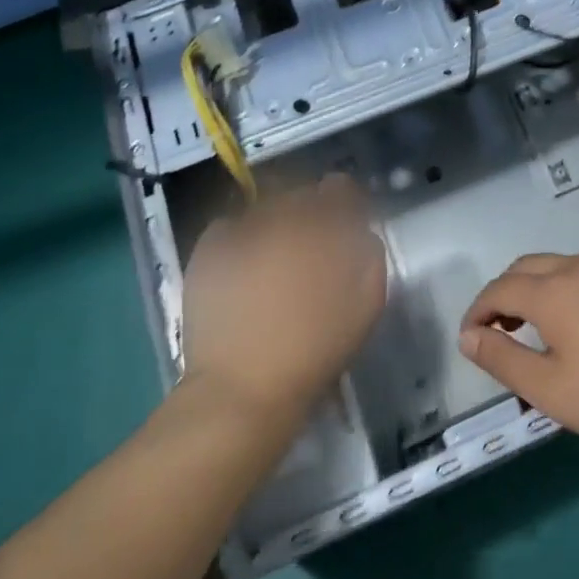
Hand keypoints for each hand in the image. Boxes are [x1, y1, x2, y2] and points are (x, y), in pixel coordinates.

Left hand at [180, 176, 386, 425]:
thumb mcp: (366, 306)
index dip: (346, 201)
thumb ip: (370, 257)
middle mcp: (281, 221)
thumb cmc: (315, 351)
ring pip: (265, 209)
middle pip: (301, 196)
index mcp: (323, 230)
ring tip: (276, 254)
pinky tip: (245, 261)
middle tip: (313, 243)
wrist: (243, 390)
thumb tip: (361, 235)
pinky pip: (230, 227)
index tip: (348, 221)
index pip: (339, 189)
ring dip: (277, 222)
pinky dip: (240, 235)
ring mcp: (241, 234)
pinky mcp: (208, 252)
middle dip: (311, 211)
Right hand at [458, 253, 578, 451]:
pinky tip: (578, 323)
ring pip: (557, 265)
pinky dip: (565, 288)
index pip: (500, 288)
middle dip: (503, 293)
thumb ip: (502, 359)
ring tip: (534, 326)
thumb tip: (469, 336)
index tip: (470, 337)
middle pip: (526, 267)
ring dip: (535, 287)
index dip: (478, 310)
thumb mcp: (549, 389)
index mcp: (553, 290)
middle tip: (498, 329)